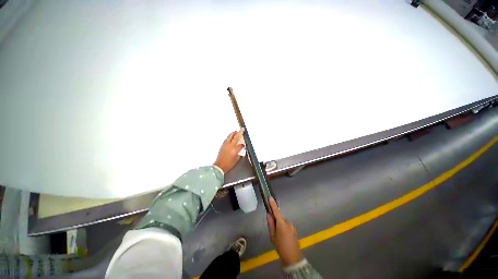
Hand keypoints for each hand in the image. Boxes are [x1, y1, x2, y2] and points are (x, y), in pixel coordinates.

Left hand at [214, 129, 244, 173]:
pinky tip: (231, 137)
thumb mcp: (236, 160)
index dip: (243, 145)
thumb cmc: (228, 164)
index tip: (244, 145)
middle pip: (236, 137)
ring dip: (233, 133)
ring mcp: (226, 145)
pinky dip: (229, 137)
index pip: (241, 145)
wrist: (220, 166)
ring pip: (230, 136)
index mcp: (235, 150)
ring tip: (236, 131)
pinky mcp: (222, 145)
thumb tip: (240, 150)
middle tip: (242, 129)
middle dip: (240, 133)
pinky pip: (227, 139)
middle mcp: (230, 146)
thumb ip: (239, 153)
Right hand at [266, 197, 302, 266]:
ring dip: (280, 225)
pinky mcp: (294, 230)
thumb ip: (270, 224)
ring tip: (279, 236)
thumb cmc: (280, 247)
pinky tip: (284, 237)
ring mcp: (292, 226)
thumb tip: (268, 214)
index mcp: (282, 224)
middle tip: (274, 231)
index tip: (270, 197)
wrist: (293, 258)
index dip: (273, 204)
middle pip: (280, 218)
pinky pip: (287, 226)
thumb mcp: (272, 236)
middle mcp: (288, 223)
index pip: (276, 211)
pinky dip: (284, 228)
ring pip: (283, 222)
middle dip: (276, 221)